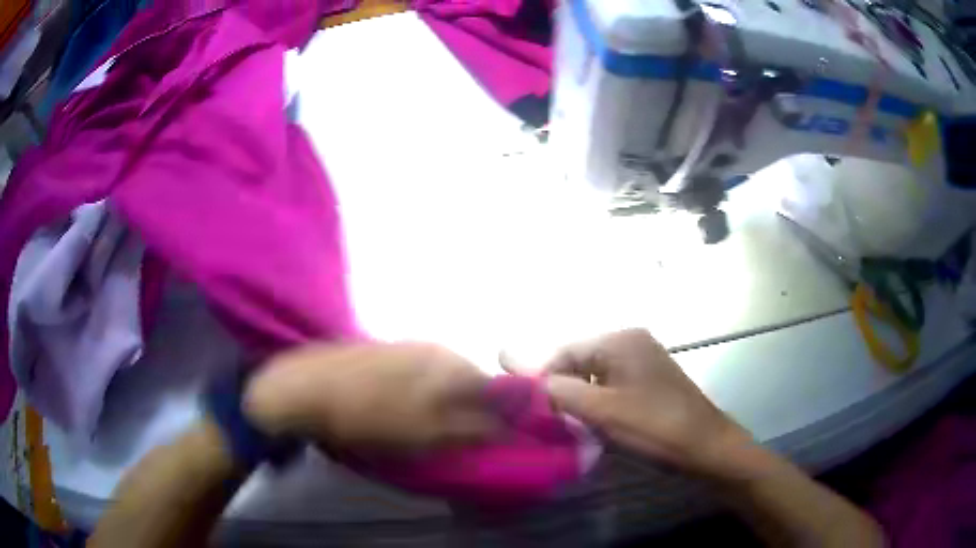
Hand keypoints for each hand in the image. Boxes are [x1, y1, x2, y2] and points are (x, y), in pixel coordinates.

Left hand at [243, 343, 498, 452]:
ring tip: (420, 427)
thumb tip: (506, 426)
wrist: (305, 389)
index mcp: (448, 363)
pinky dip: (415, 395)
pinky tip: (395, 409)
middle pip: (466, 381)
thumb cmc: (370, 416)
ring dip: (440, 403)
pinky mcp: (380, 351)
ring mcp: (403, 346)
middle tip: (450, 438)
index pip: (492, 387)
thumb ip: (471, 428)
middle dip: (467, 409)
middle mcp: (432, 348)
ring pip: (439, 378)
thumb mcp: (427, 433)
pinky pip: (413, 374)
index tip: (484, 438)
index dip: (495, 414)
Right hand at [515, 329, 753, 476]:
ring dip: (580, 402)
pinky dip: (599, 406)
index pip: (564, 352)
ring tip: (573, 429)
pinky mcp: (649, 381)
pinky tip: (598, 427)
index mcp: (621, 340)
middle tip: (552, 425)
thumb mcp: (601, 410)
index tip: (529, 412)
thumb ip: (555, 389)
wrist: (706, 447)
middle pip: (579, 364)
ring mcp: (643, 361)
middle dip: (563, 393)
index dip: (542, 380)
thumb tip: (508, 358)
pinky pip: (612, 388)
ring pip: (594, 379)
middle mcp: (631, 342)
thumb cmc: (655, 427)